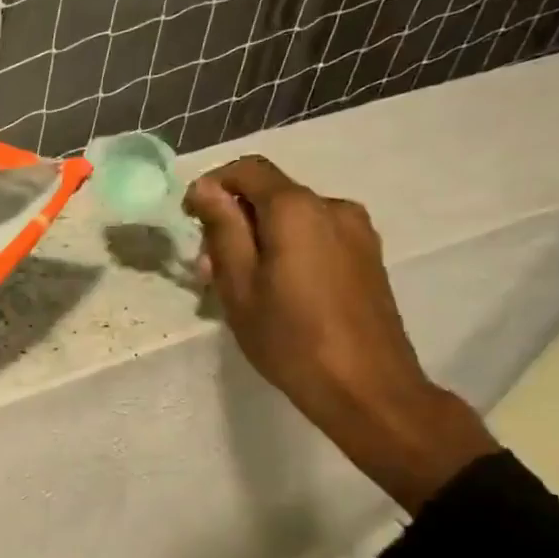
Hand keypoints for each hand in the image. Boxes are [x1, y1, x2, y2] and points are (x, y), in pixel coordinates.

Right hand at [184, 156, 495, 512]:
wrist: (367, 388)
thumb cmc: (290, 338)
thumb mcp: (238, 285)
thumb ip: (222, 229)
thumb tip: (205, 188)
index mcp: (297, 209)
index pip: (247, 170)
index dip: (212, 186)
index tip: (190, 220)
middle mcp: (332, 206)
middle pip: (271, 194)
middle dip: (234, 220)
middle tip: (208, 268)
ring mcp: (357, 231)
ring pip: (293, 218)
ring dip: (260, 238)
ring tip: (241, 285)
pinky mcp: (367, 256)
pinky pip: (316, 236)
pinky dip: (288, 249)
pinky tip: (277, 291)